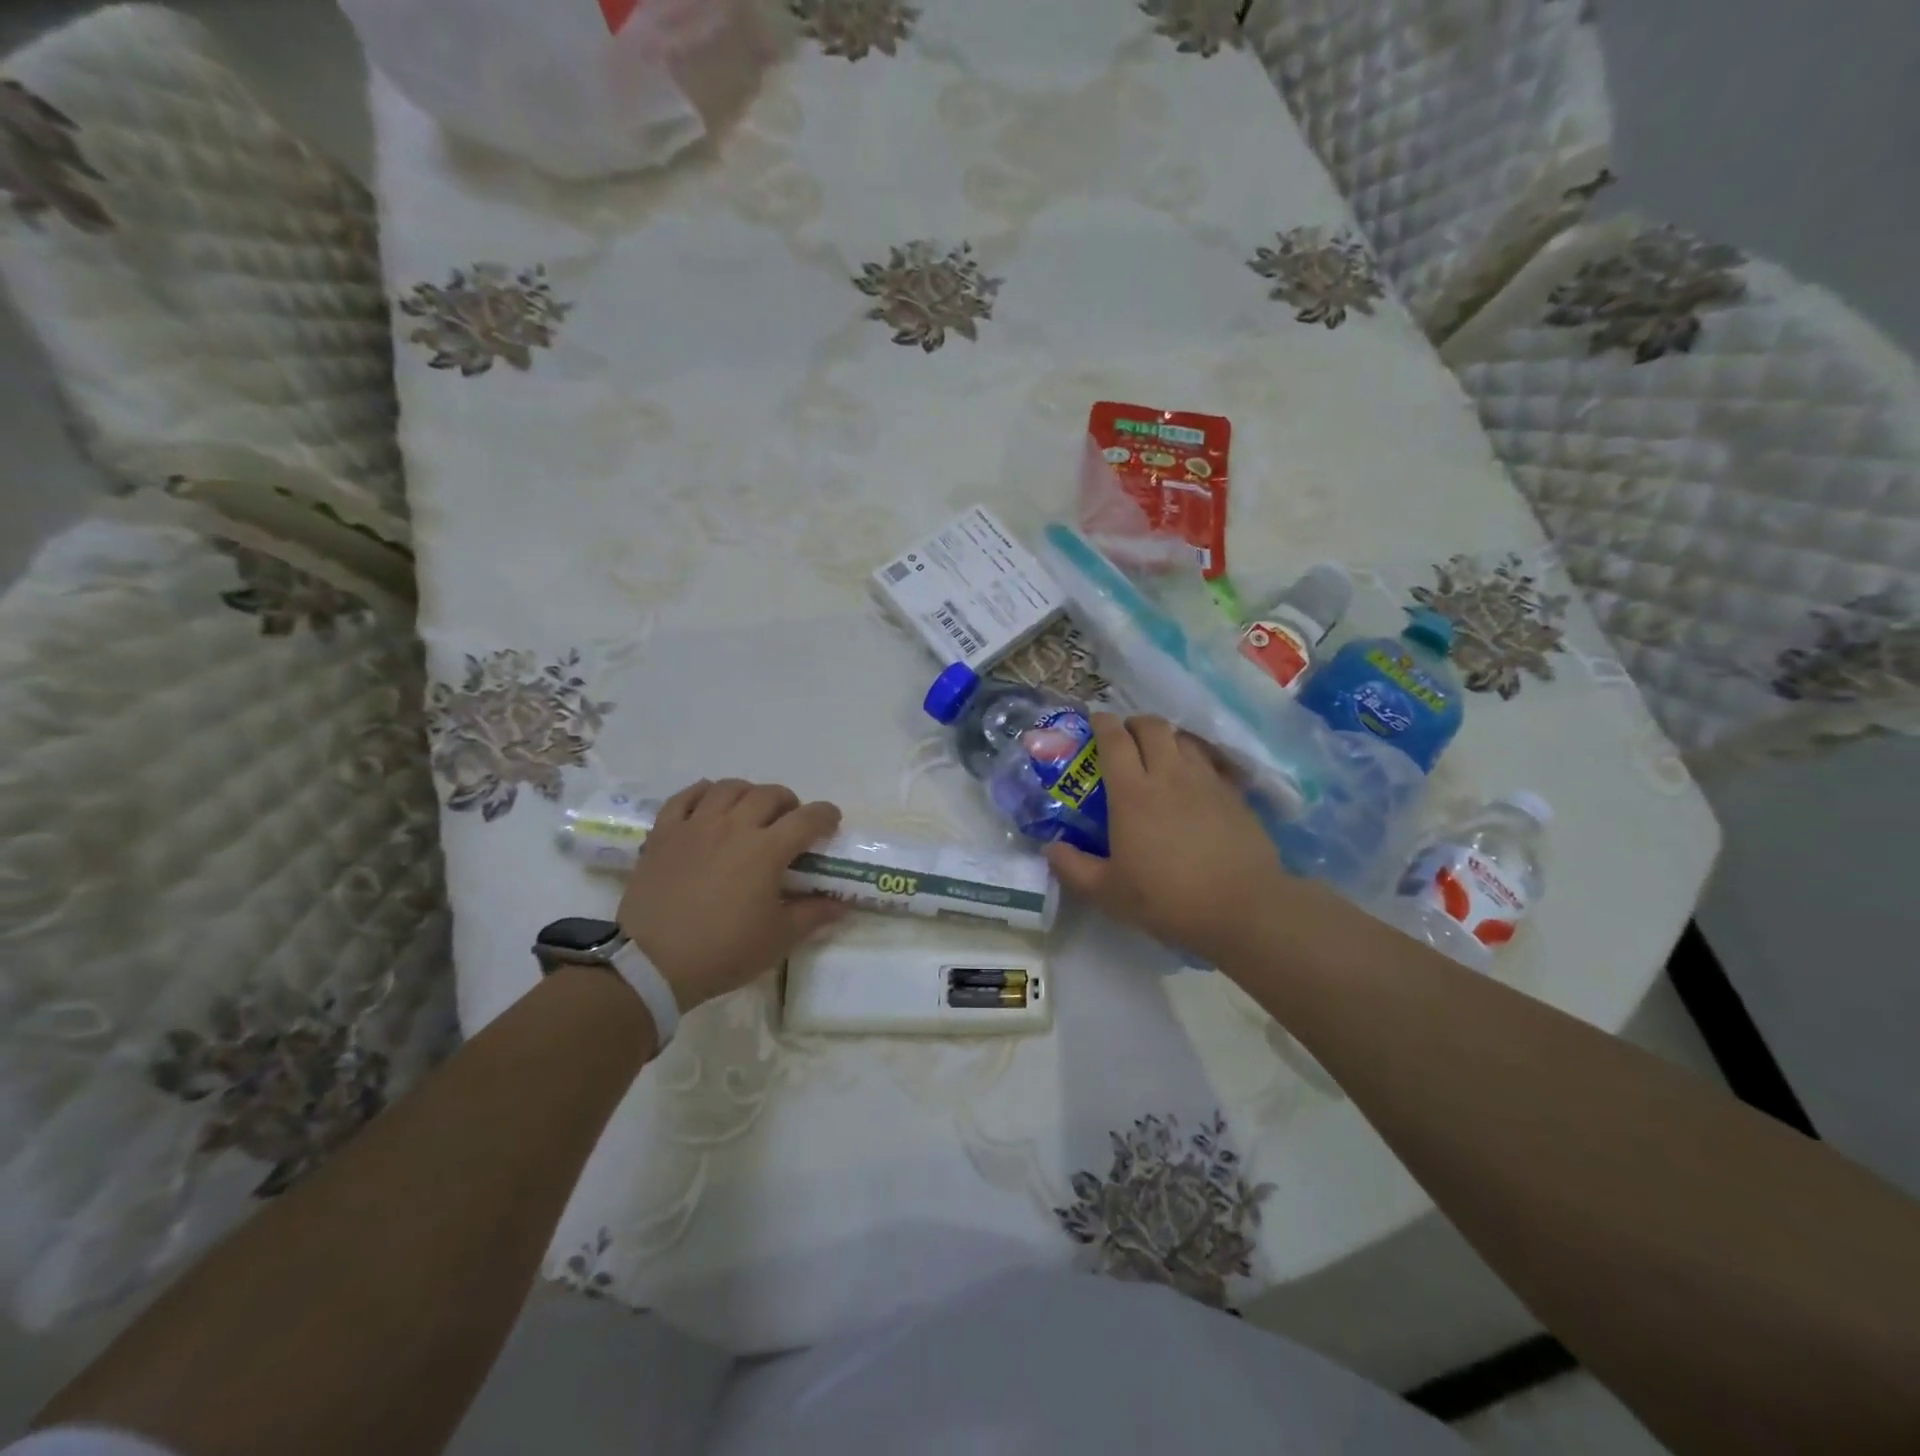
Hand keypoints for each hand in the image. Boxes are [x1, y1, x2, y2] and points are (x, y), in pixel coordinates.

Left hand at [617, 779, 847, 1012]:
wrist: (651, 964)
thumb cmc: (723, 952)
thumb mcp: (778, 939)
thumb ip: (813, 915)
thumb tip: (840, 903)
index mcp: (766, 850)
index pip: (807, 818)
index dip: (826, 816)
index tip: (831, 823)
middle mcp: (733, 826)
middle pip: (769, 794)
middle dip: (789, 802)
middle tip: (790, 821)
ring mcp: (695, 826)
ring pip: (729, 788)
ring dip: (749, 793)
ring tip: (751, 810)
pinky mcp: (663, 834)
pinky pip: (685, 797)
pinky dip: (702, 792)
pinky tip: (709, 802)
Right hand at [1044, 714, 1290, 966]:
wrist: (1242, 907)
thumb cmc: (1168, 899)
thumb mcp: (1109, 893)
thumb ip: (1073, 868)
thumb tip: (1050, 847)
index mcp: (1132, 794)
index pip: (1114, 740)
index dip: (1103, 723)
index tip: (1095, 720)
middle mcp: (1168, 775)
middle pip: (1152, 726)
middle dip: (1134, 723)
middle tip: (1125, 738)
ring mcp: (1205, 781)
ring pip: (1183, 738)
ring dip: (1166, 737)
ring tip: (1158, 754)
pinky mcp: (1232, 793)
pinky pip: (1208, 760)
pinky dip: (1194, 758)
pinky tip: (1191, 779)